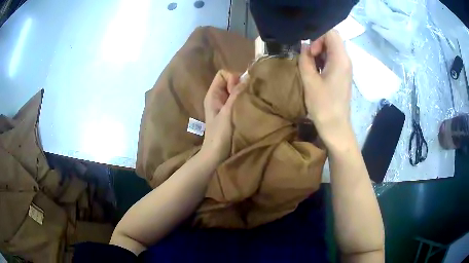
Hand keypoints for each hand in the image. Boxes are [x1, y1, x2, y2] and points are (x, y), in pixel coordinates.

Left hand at [200, 70, 245, 164]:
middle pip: (230, 81)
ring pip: (235, 90)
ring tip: (250, 102)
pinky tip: (249, 108)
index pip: (223, 74)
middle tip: (245, 98)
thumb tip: (247, 76)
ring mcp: (224, 105)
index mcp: (213, 94)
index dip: (232, 78)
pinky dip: (244, 101)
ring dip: (244, 94)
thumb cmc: (219, 134)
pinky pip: (238, 100)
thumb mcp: (228, 112)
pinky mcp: (230, 112)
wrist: (215, 155)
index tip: (238, 92)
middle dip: (240, 85)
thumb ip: (236, 94)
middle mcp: (217, 97)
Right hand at [299, 30, 352, 146]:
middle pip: (332, 39)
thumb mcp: (310, 80)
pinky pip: (333, 58)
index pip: (331, 33)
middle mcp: (346, 59)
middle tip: (308, 56)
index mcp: (340, 58)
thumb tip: (304, 46)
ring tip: (309, 63)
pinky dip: (322, 58)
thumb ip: (305, 59)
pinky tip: (315, 69)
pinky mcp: (342, 74)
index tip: (309, 51)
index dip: (317, 36)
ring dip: (319, 51)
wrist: (336, 126)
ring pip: (332, 48)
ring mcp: (345, 67)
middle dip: (317, 42)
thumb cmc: (323, 105)